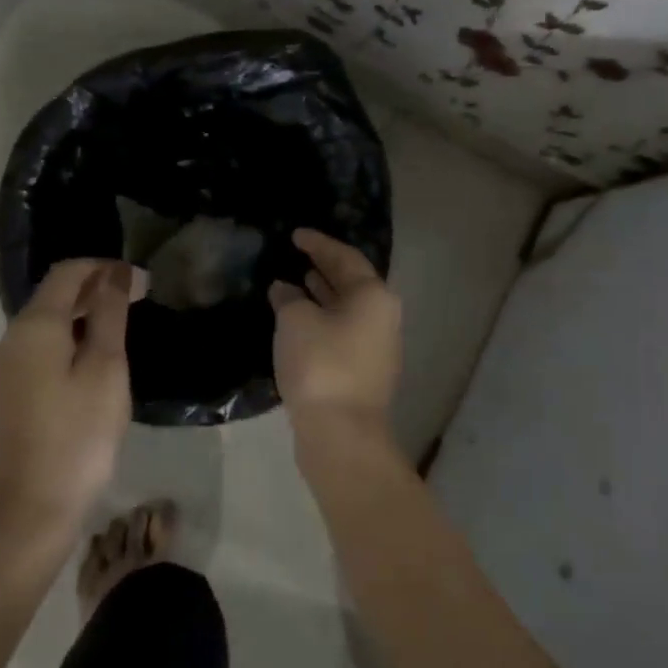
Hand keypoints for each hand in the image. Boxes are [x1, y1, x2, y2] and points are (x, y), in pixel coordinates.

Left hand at [0, 259, 139, 537]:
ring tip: (123, 325)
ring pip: (47, 324)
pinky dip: (70, 340)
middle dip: (96, 289)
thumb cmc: (79, 434)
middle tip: (140, 298)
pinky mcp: (7, 393)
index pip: (67, 273)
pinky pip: (40, 349)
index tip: (141, 279)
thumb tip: (116, 275)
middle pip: (53, 296)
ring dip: (84, 315)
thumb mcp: (106, 369)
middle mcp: (10, 339)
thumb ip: (110, 315)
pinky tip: (95, 359)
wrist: (32, 508)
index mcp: (33, 327)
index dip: (103, 267)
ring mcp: (4, 369)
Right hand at [269, 229, 401, 423]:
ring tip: (295, 283)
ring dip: (322, 296)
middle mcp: (383, 316)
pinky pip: (342, 332)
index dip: (319, 243)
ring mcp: (377, 347)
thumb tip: (285, 289)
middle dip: (323, 268)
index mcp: (374, 296)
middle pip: (352, 283)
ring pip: (347, 310)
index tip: (296, 234)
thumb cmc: (321, 364)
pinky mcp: (364, 371)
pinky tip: (299, 323)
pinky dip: (322, 321)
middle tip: (296, 255)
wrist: (341, 433)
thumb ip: (288, 298)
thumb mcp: (296, 321)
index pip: (345, 257)